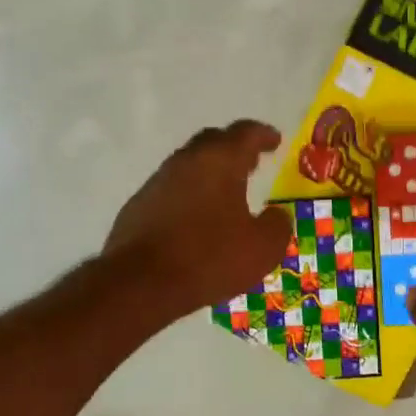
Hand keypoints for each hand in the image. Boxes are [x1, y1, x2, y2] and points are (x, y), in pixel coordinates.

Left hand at [104, 121, 293, 317]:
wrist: (140, 282)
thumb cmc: (209, 258)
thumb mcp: (262, 248)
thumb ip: (277, 225)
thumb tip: (276, 215)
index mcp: (220, 161)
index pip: (245, 133)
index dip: (263, 135)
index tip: (275, 141)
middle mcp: (186, 161)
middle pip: (213, 142)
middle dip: (234, 148)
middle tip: (251, 162)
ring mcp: (158, 182)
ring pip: (189, 165)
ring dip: (209, 172)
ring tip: (225, 192)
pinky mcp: (139, 205)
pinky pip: (171, 190)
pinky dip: (189, 195)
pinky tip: (195, 218)